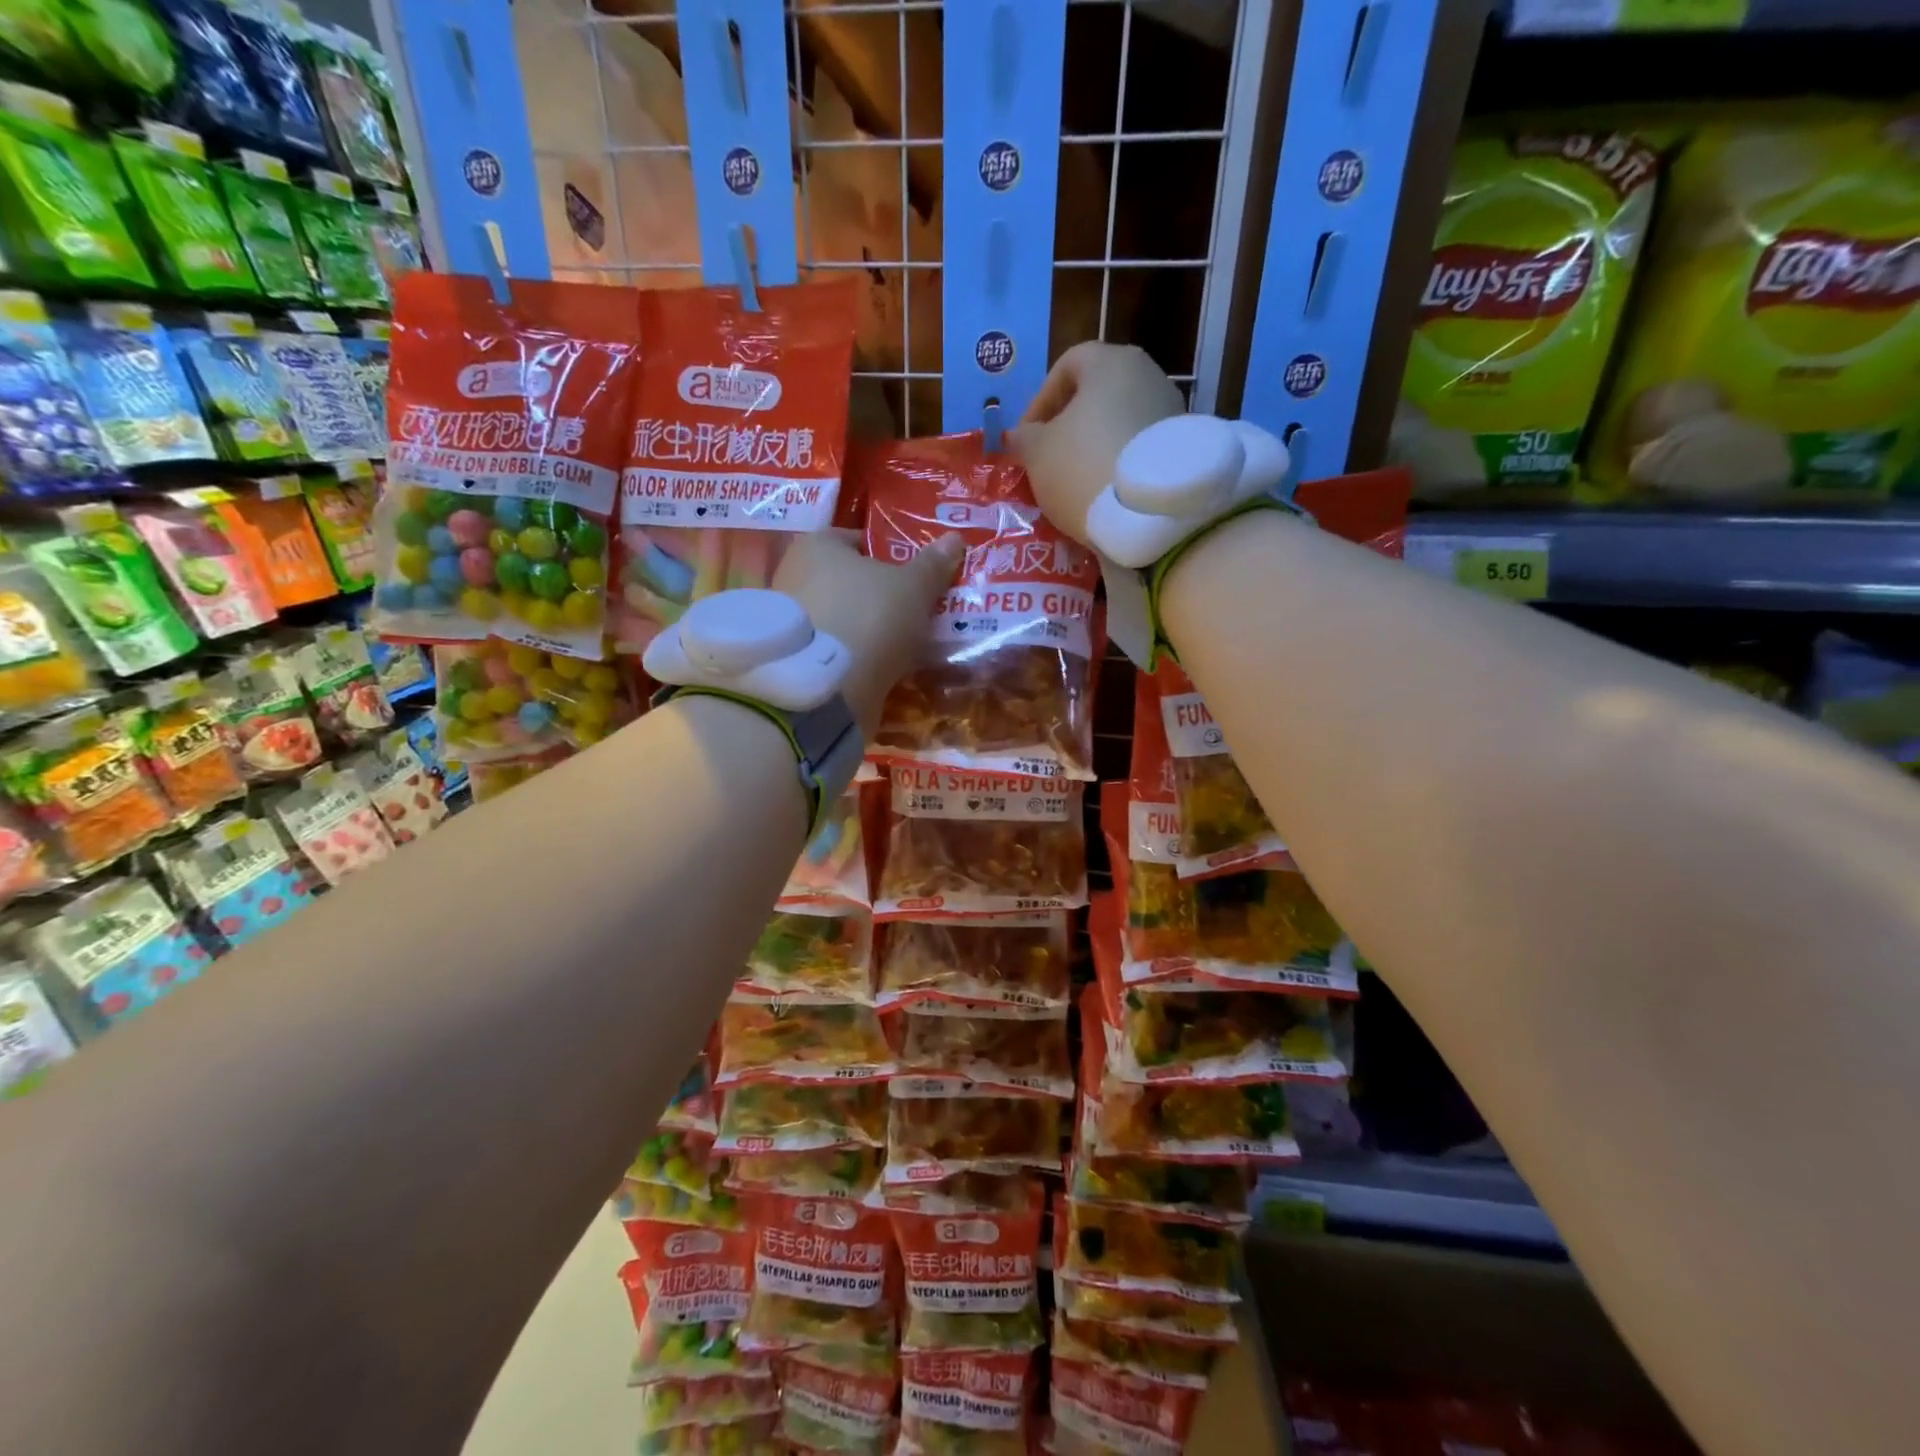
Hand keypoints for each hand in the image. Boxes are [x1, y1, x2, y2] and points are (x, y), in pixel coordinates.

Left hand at [773, 528, 963, 736]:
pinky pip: (834, 648)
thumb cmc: (870, 618)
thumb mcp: (914, 588)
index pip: (856, 539)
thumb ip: (933, 564)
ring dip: (866, 628)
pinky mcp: (794, 658)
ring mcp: (790, 621)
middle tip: (913, 610)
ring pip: (841, 617)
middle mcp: (793, 575)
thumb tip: (954, 538)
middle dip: (878, 594)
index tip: (914, 575)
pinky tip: (880, 666)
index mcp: (816, 545)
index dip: (888, 554)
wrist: (829, 688)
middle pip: (847, 580)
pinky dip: (854, 654)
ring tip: (902, 643)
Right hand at [1013, 342, 1186, 546]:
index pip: (1067, 365)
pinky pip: (1139, 449)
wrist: (1148, 516)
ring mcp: (1172, 411)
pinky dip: (1120, 464)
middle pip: (1098, 394)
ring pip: (1120, 422)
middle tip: (1049, 459)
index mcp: (1111, 363)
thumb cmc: (1082, 467)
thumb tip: (1020, 435)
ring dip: (1095, 446)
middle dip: (1069, 425)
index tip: (1027, 437)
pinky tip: (1105, 493)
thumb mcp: (1037, 453)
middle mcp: (1148, 375)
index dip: (1040, 400)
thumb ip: (1024, 438)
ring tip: (1076, 481)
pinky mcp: (1183, 449)